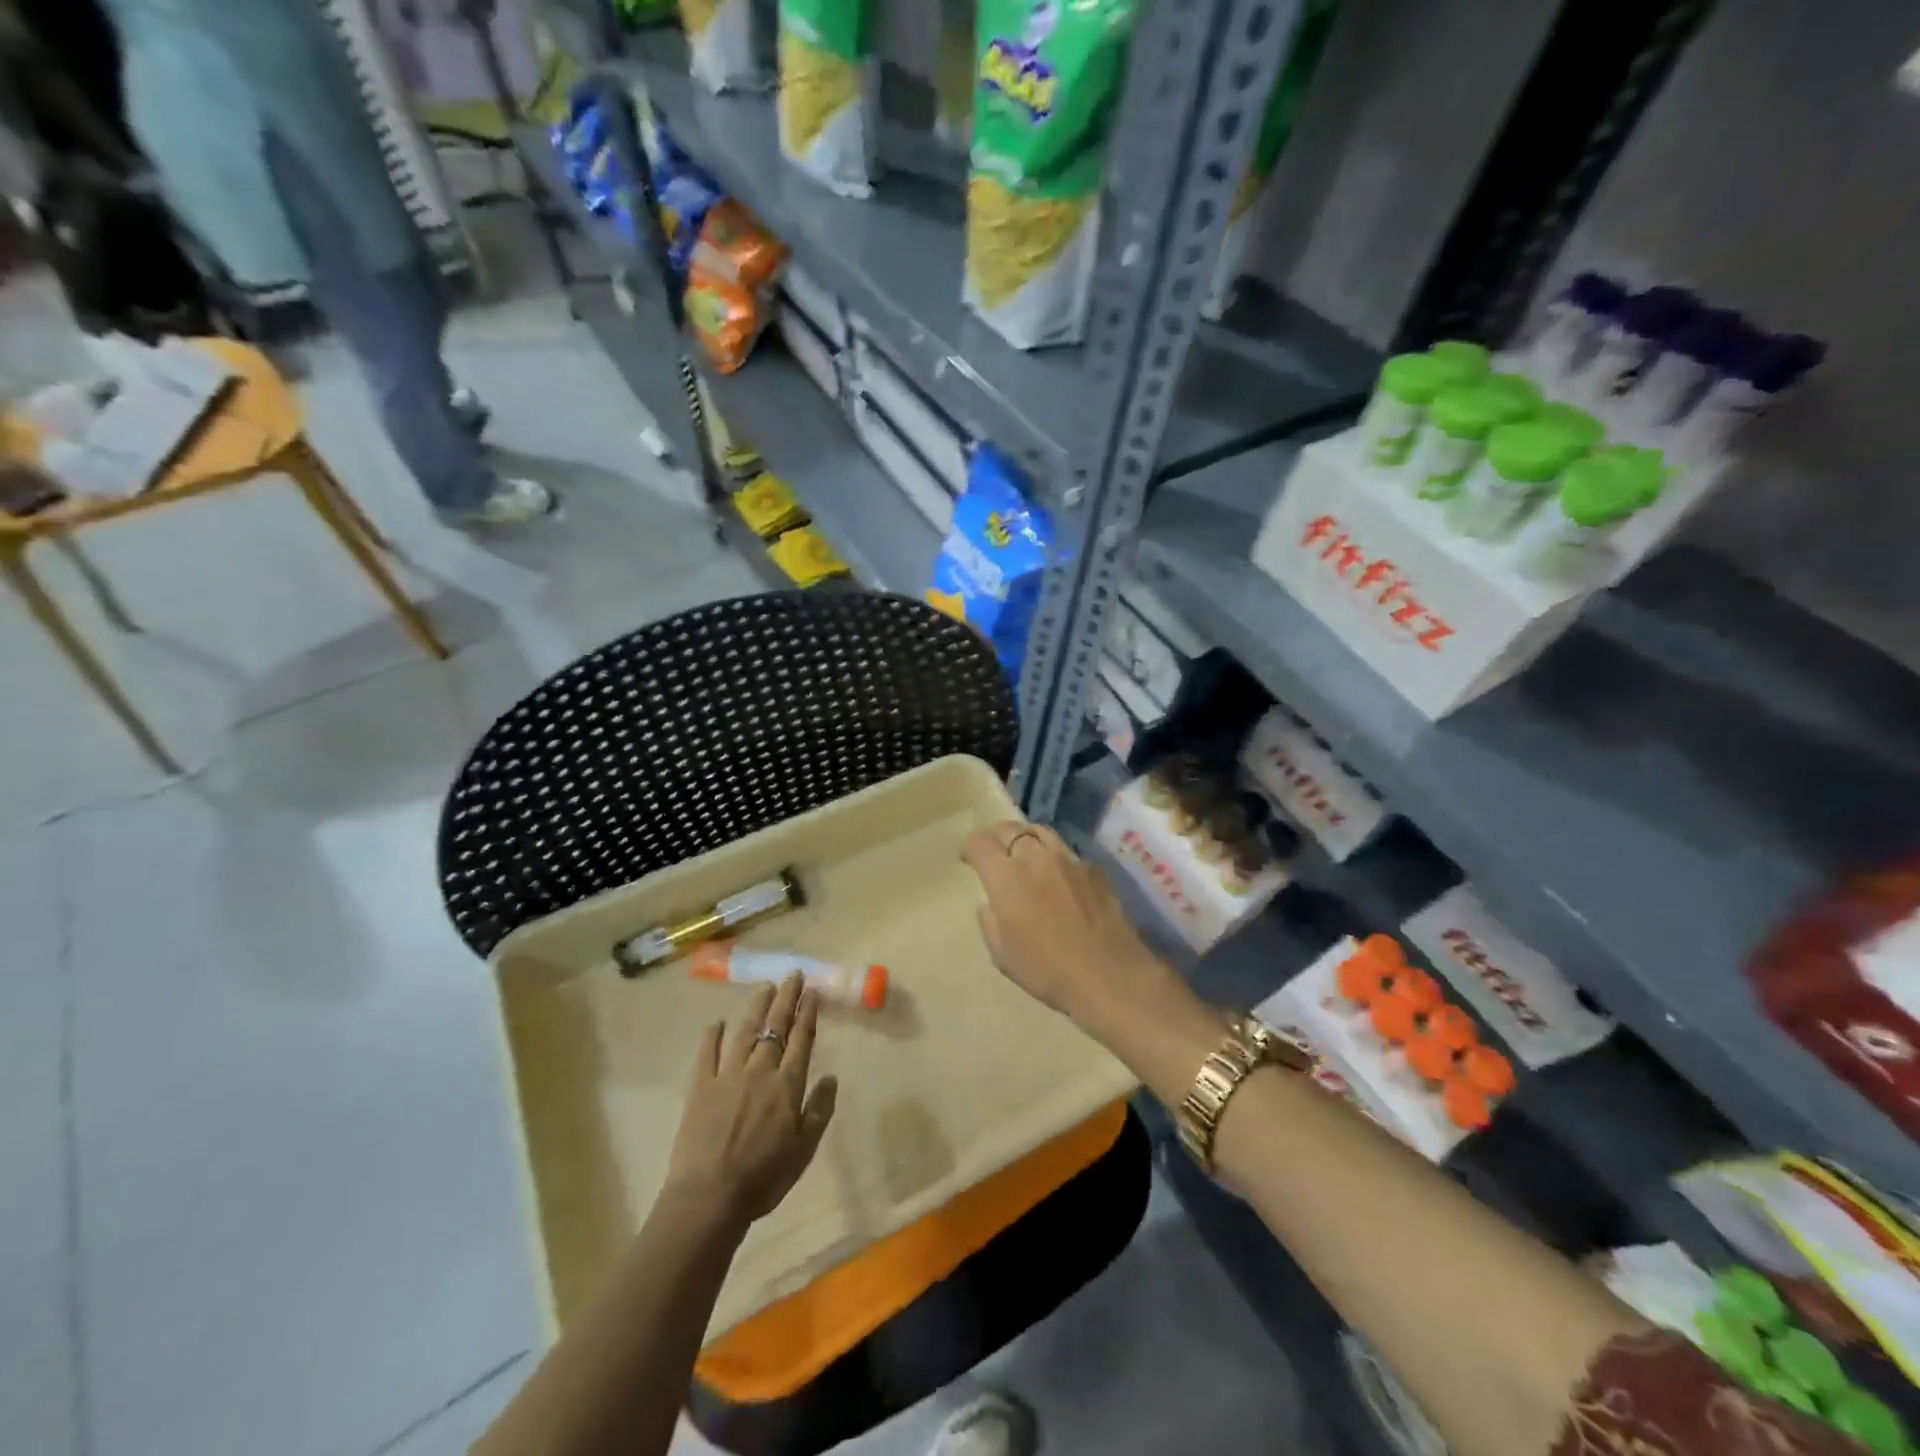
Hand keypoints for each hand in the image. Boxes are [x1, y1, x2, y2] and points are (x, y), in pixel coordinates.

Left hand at [663, 974, 837, 1226]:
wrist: (710, 1197)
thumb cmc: (764, 1177)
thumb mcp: (805, 1149)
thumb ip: (819, 1109)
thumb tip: (831, 1076)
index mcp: (787, 1085)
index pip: (801, 1039)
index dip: (807, 1013)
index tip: (812, 991)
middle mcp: (760, 1071)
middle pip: (775, 1027)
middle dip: (786, 999)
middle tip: (792, 975)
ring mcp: (727, 1076)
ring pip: (744, 1032)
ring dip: (756, 1008)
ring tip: (764, 987)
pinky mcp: (700, 1087)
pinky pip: (707, 1054)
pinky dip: (711, 1036)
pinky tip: (716, 1022)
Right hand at [961, 821, 1178, 1026]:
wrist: (1108, 975)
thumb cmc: (1046, 969)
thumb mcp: (1002, 954)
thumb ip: (990, 921)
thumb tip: (991, 904)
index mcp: (1005, 875)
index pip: (979, 842)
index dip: (969, 847)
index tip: (968, 860)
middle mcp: (1034, 856)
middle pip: (1009, 828)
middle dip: (996, 838)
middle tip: (996, 855)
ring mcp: (1068, 858)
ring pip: (1040, 831)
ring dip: (1026, 838)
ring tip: (1026, 854)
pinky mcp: (1093, 868)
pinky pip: (1067, 851)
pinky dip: (1055, 856)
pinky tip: (1060, 876)